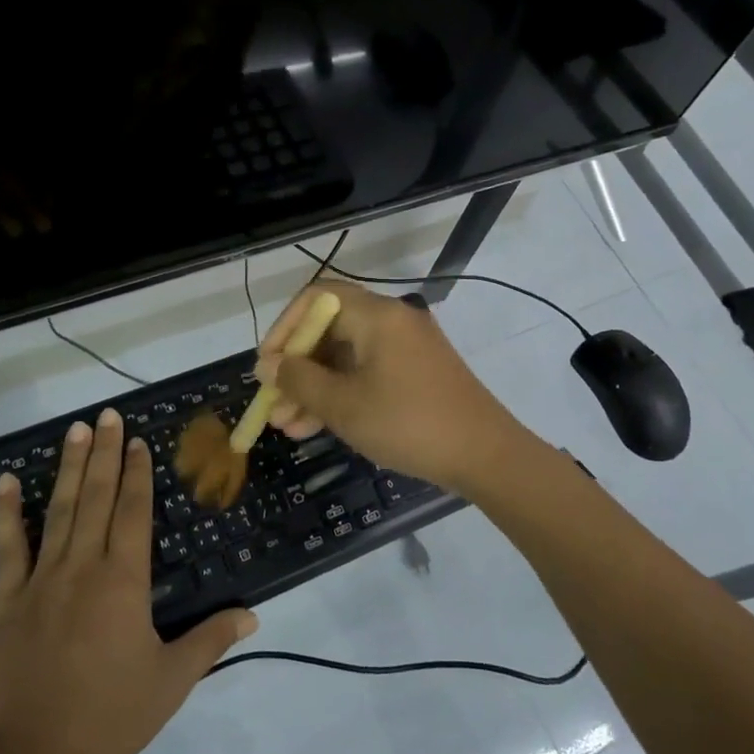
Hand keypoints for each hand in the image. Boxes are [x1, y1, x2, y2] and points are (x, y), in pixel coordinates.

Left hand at [0, 409, 257, 753]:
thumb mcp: (171, 681)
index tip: (138, 441)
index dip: (138, 473)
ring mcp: (40, 580)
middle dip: (106, 453)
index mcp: (123, 580)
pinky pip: (8, 547)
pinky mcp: (7, 600)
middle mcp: (82, 566)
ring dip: (69, 468)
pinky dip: (7, 512)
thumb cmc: (109, 718)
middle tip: (109, 414)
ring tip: (76, 430)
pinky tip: (7, 482)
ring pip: (59, 510)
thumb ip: (211, 640)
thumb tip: (253, 615)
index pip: (134, 512)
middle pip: (98, 497)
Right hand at [257, 281, 533, 497]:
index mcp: (376, 315)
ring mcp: (406, 347)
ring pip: (345, 357)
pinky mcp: (415, 372)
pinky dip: (341, 393)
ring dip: (313, 388)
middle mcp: (391, 321)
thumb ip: (299, 380)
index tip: (267, 365)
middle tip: (272, 403)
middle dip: (296, 367)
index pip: (316, 297)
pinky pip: (366, 372)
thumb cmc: (409, 423)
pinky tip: (315, 428)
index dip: (284, 328)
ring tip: (286, 426)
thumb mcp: (344, 405)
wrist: (485, 456)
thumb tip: (268, 366)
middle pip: (329, 329)